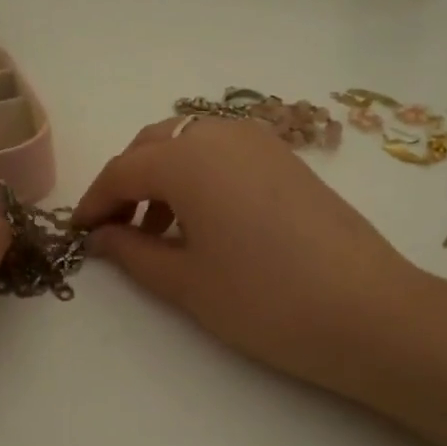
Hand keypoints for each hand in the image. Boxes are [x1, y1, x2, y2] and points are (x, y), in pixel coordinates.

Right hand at [74, 118, 422, 396]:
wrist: (367, 311)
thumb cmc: (264, 300)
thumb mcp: (186, 282)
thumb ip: (133, 252)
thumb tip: (102, 236)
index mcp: (188, 158)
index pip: (123, 171)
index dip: (95, 201)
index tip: (79, 232)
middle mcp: (222, 134)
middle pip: (155, 144)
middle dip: (128, 181)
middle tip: (116, 227)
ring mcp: (262, 142)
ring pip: (192, 143)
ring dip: (165, 176)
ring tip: (159, 229)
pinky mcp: (289, 159)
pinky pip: (226, 153)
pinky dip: (201, 175)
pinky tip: (205, 220)